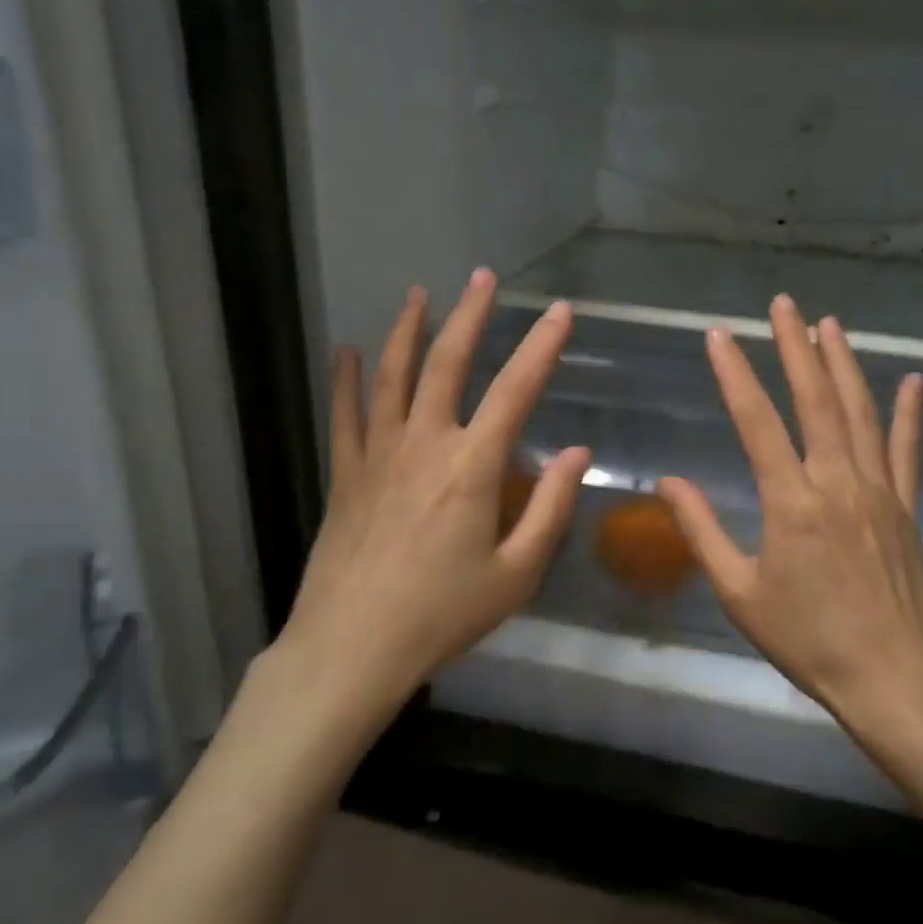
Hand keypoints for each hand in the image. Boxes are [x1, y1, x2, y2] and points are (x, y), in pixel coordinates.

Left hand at [262, 269, 590, 725]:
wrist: (353, 646)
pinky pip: (345, 414)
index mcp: (472, 467)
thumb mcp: (516, 574)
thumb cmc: (443, 615)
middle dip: (469, 315)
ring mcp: (378, 455)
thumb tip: (577, 452)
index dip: (541, 346)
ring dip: (408, 331)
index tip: (560, 312)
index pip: (516, 390)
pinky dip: (347, 379)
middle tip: (482, 278)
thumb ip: (550, 508)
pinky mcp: (346, 474)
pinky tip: (347, 351)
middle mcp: (424, 444)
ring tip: (420, 294)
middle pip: (447, 363)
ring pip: (393, 376)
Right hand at [657, 297, 922, 748]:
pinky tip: (911, 380)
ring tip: (830, 323)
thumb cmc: (805, 638)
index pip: (757, 422)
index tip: (718, 336)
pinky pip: (907, 450)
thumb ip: (702, 531)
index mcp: (790, 502)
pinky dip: (909, 413)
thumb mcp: (738, 591)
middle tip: (783, 304)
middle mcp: (837, 482)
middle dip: (796, 347)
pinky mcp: (906, 507)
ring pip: (860, 413)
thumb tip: (669, 482)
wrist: (889, 676)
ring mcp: (879, 491)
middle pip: (815, 400)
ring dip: (843, 364)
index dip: (735, 375)